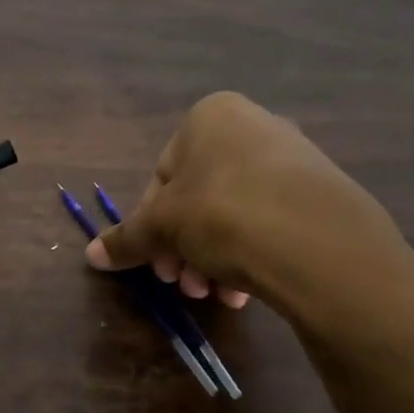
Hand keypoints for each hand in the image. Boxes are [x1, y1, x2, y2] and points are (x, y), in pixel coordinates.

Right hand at [85, 92, 413, 342]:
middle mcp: (253, 126)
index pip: (161, 175)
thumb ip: (127, 239)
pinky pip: (270, 221)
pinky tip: (245, 291)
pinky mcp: (323, 192)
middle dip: (184, 247)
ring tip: (216, 295)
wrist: (320, 244)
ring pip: (233, 212)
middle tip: (183, 284)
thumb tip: (90, 255)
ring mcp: (293, 158)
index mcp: (210, 118)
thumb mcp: (162, 228)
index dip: (151, 226)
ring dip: (213, 258)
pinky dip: (251, 253)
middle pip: (197, 196)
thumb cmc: (222, 215)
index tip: (157, 264)